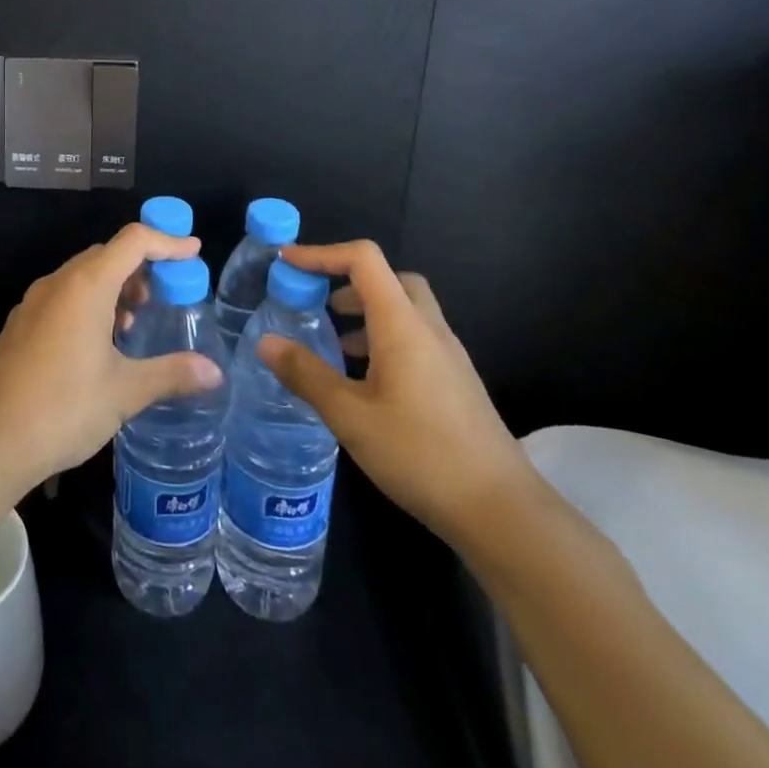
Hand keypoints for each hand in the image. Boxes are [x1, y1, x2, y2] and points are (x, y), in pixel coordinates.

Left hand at [0, 224, 223, 496]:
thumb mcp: (124, 392)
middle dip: (141, 266)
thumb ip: (171, 374)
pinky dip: (90, 303)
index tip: (193, 252)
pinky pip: (63, 296)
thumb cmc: (63, 408)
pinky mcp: (21, 324)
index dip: (167, 241)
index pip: (133, 241)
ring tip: (134, 323)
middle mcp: (58, 283)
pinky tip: (99, 344)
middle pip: (106, 255)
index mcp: (85, 286)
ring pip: (82, 276)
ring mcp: (34, 303)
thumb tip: (214, 372)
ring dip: (114, 287)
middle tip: (167, 295)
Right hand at [257, 240, 540, 549]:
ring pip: (405, 310)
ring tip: (334, 344)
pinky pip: (416, 338)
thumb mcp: (350, 416)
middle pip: (390, 278)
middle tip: (318, 302)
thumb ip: (306, 375)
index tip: (287, 263)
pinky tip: (366, 381)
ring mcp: (449, 356)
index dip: (322, 253)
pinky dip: (384, 339)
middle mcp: (429, 329)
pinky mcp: (457, 382)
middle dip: (349, 279)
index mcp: (402, 325)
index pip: (363, 260)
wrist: (503, 513)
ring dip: (367, 312)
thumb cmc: (421, 455)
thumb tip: (265, 342)